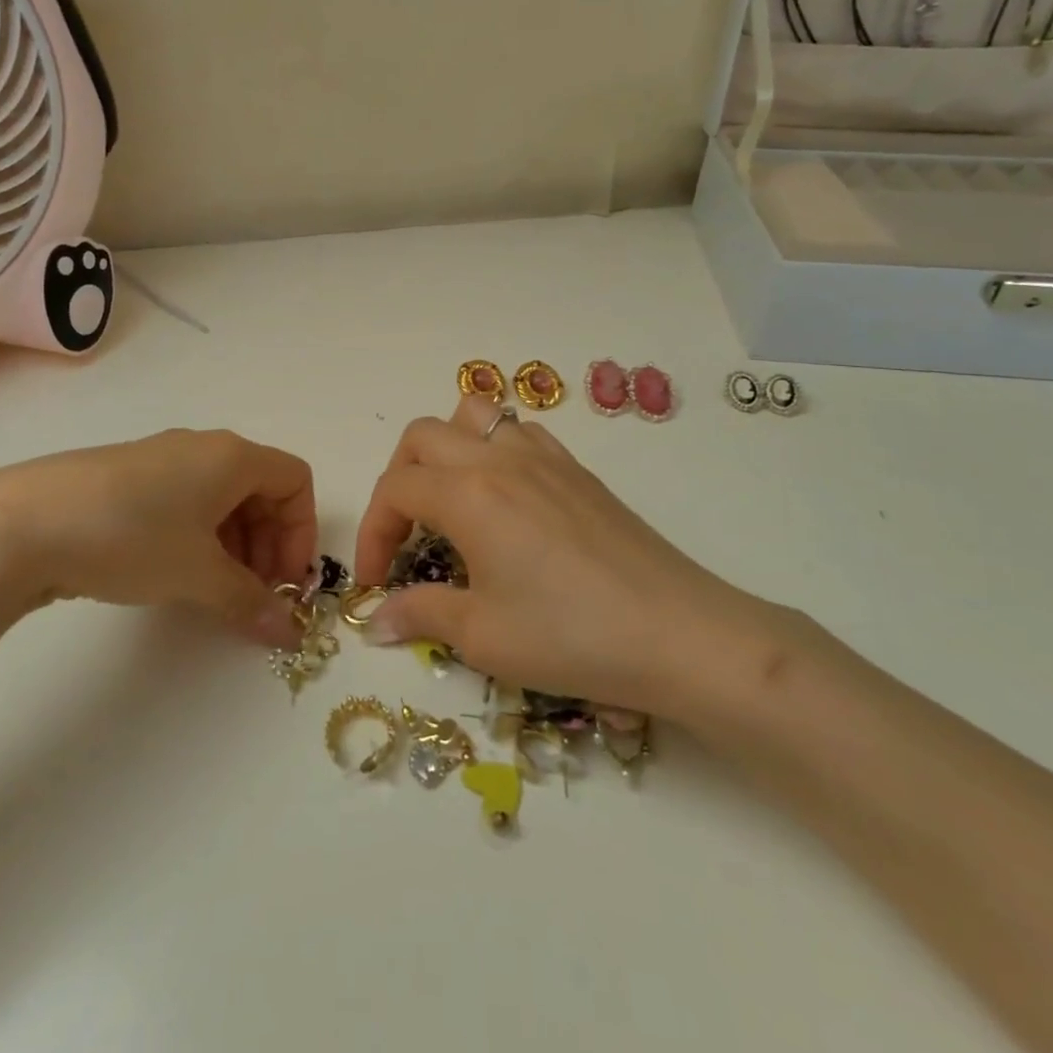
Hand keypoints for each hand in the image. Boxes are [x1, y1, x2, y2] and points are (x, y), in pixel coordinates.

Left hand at [0, 429, 315, 645]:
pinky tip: (176, 574)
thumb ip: (249, 602)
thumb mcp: (198, 573)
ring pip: (223, 500)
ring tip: (216, 592)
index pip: (295, 480)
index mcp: (232, 456)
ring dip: (235, 546)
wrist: (23, 523)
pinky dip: (199, 539)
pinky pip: (187, 504)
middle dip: (269, 544)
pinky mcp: (129, 480)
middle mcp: (204, 449)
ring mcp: (163, 461)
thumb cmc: (132, 536)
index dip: (301, 532)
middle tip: (253, 594)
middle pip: (262, 490)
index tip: (283, 580)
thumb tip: (287, 634)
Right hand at [354, 395, 801, 731]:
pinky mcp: (578, 470)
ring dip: (447, 450)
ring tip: (451, 502)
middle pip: (423, 436)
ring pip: (476, 416)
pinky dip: (495, 450)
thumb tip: (376, 620)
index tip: (376, 581)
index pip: (395, 488)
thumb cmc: (570, 636)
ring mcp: (545, 458)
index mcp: (468, 493)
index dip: (373, 532)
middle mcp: (500, 459)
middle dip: (399, 479)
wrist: (678, 633)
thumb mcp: (483, 636)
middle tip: (407, 535)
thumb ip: (421, 614)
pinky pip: (521, 433)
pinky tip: (508, 500)